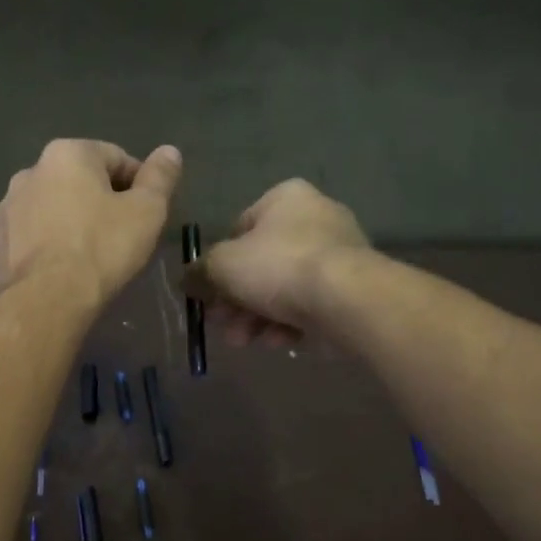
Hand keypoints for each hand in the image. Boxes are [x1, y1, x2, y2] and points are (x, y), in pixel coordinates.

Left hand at [0, 140, 182, 305]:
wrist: (46, 300)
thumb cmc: (102, 249)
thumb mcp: (146, 212)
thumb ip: (160, 177)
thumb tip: (169, 151)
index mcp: (68, 154)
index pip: (116, 158)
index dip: (138, 185)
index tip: (147, 215)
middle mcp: (30, 171)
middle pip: (79, 181)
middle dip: (101, 202)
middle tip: (121, 236)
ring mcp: (7, 207)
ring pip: (52, 208)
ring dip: (72, 222)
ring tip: (90, 256)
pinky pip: (32, 236)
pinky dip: (48, 244)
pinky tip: (62, 270)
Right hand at [187, 179, 369, 346]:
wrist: (346, 298)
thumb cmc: (278, 266)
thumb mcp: (222, 266)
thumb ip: (200, 272)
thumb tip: (188, 281)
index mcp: (285, 198)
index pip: (239, 229)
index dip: (218, 264)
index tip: (208, 294)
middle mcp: (315, 217)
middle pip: (260, 263)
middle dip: (236, 300)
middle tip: (222, 325)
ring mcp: (338, 253)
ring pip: (283, 288)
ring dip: (257, 317)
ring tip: (244, 341)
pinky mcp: (353, 288)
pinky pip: (310, 304)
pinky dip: (290, 323)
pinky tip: (280, 342)